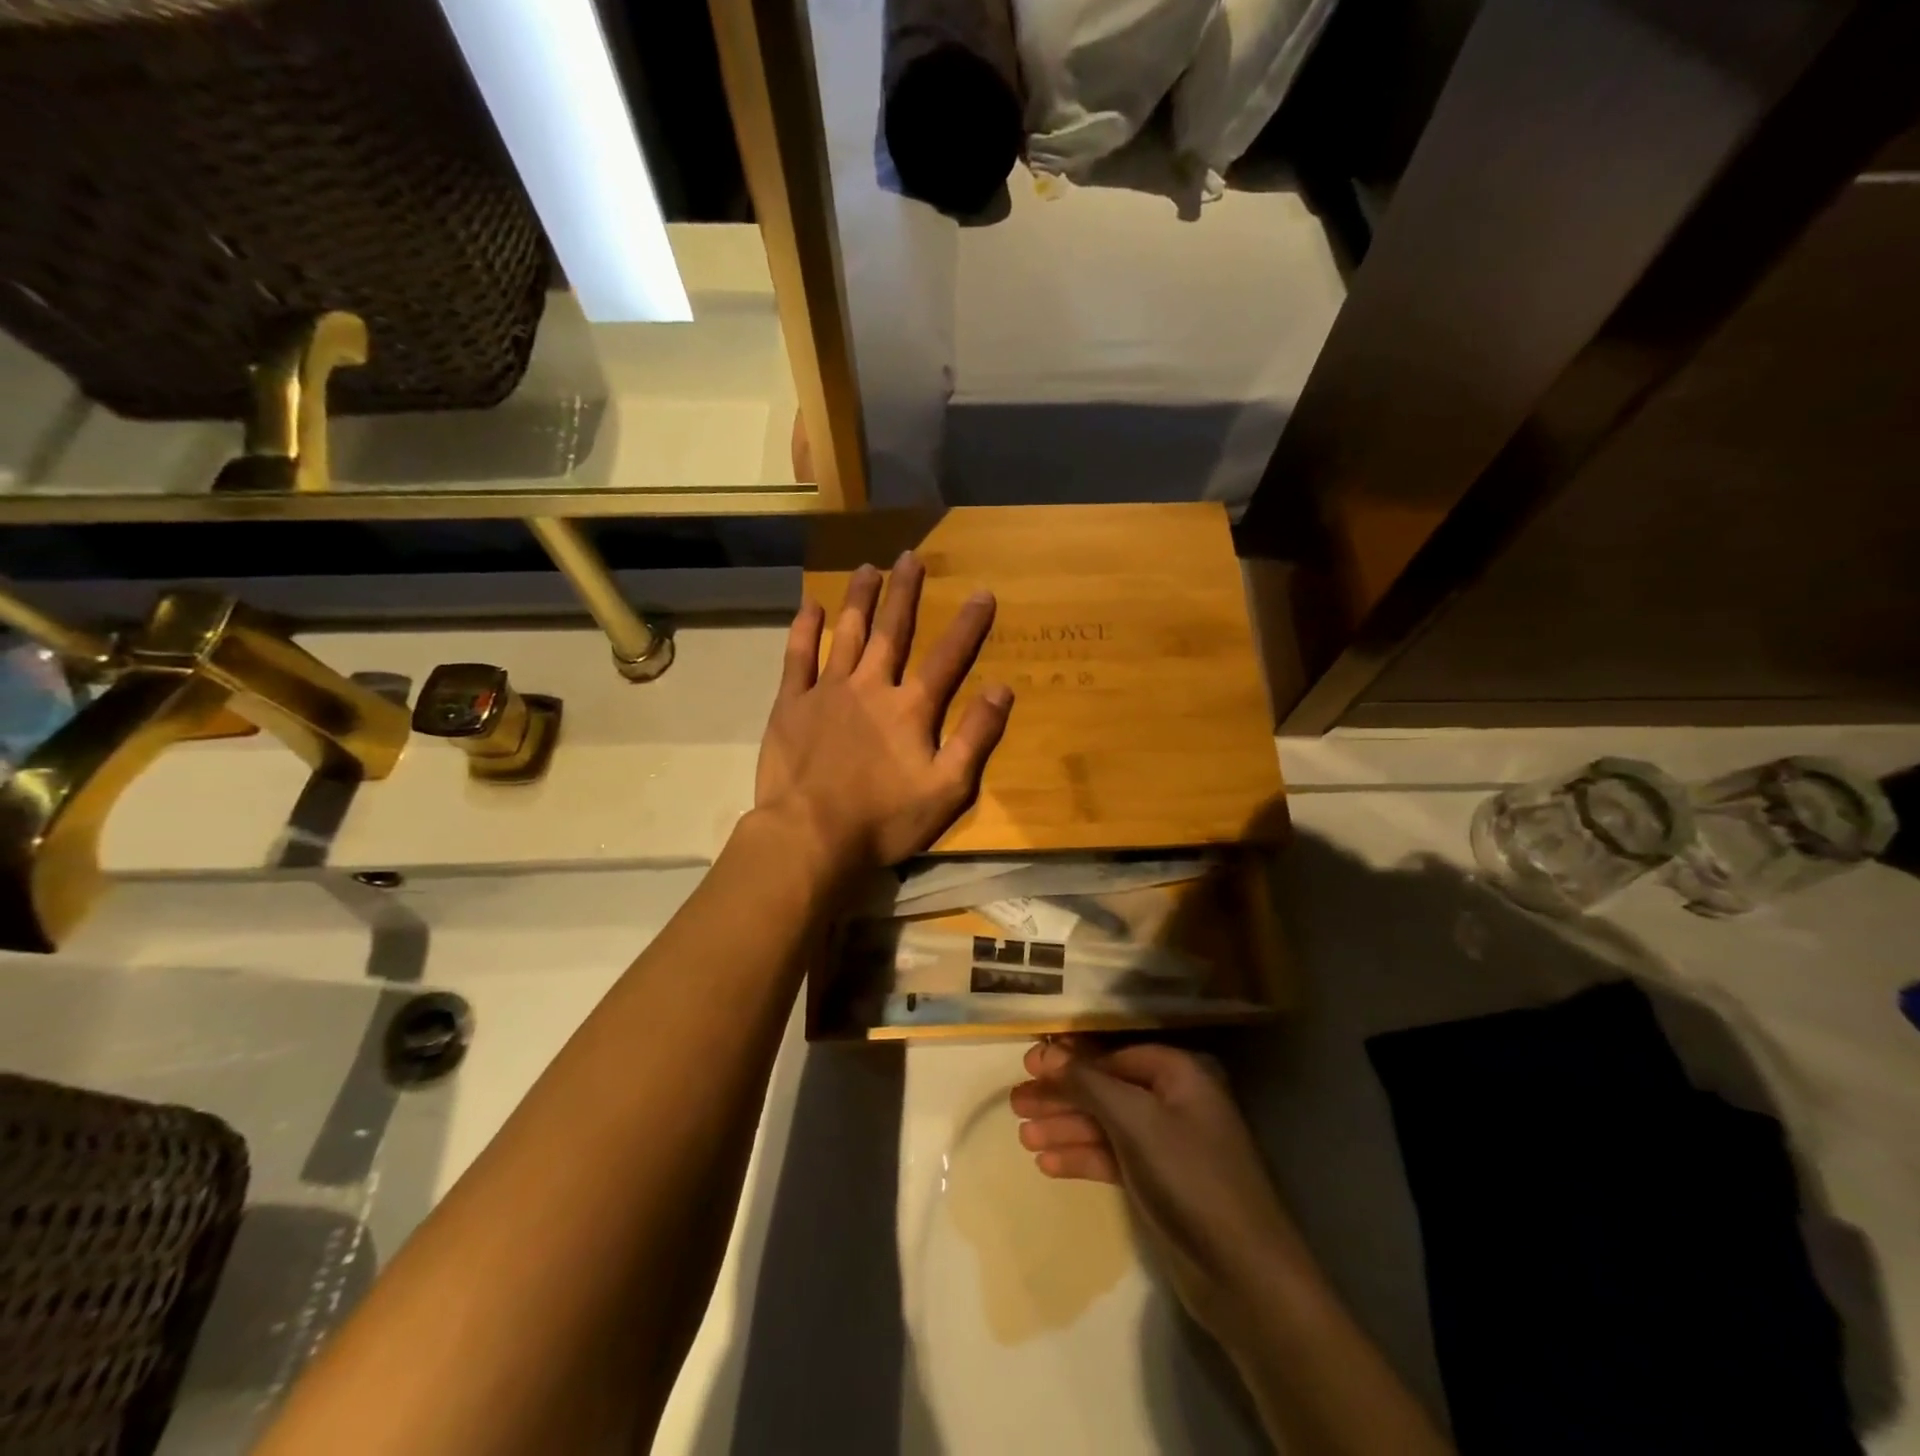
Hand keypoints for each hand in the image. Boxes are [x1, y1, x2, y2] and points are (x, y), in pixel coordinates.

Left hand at [755, 552, 1012, 884]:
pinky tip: (812, 607)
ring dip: (860, 599)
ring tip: (868, 568)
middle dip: (904, 592)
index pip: (947, 657)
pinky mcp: (792, 704)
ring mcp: (827, 691)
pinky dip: (805, 630)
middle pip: (892, 631)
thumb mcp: (947, 789)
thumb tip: (1002, 689)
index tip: (982, 591)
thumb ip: (975, 738)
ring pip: (847, 633)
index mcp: (911, 708)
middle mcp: (871, 686)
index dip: (968, 624)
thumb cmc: (884, 818)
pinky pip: (798, 657)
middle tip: (910, 557)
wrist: (811, 835)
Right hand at [1011, 1039, 1307, 1342]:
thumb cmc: (1189, 1177)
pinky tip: (1047, 1165)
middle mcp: (1174, 1100)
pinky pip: (1113, 1157)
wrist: (1242, 1274)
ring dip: (1066, 1129)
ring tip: (1023, 1137)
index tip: (1027, 1066)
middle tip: (1016, 1104)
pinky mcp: (1159, 1181)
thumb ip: (1088, 1083)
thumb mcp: (1134, 1121)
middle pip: (1106, 1089)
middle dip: (1062, 1096)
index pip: (1113, 1055)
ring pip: (1106, 1125)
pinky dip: (1083, 1158)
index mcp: (1178, 1073)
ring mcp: (1167, 1143)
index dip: (1069, 1060)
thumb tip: (1046, 1053)